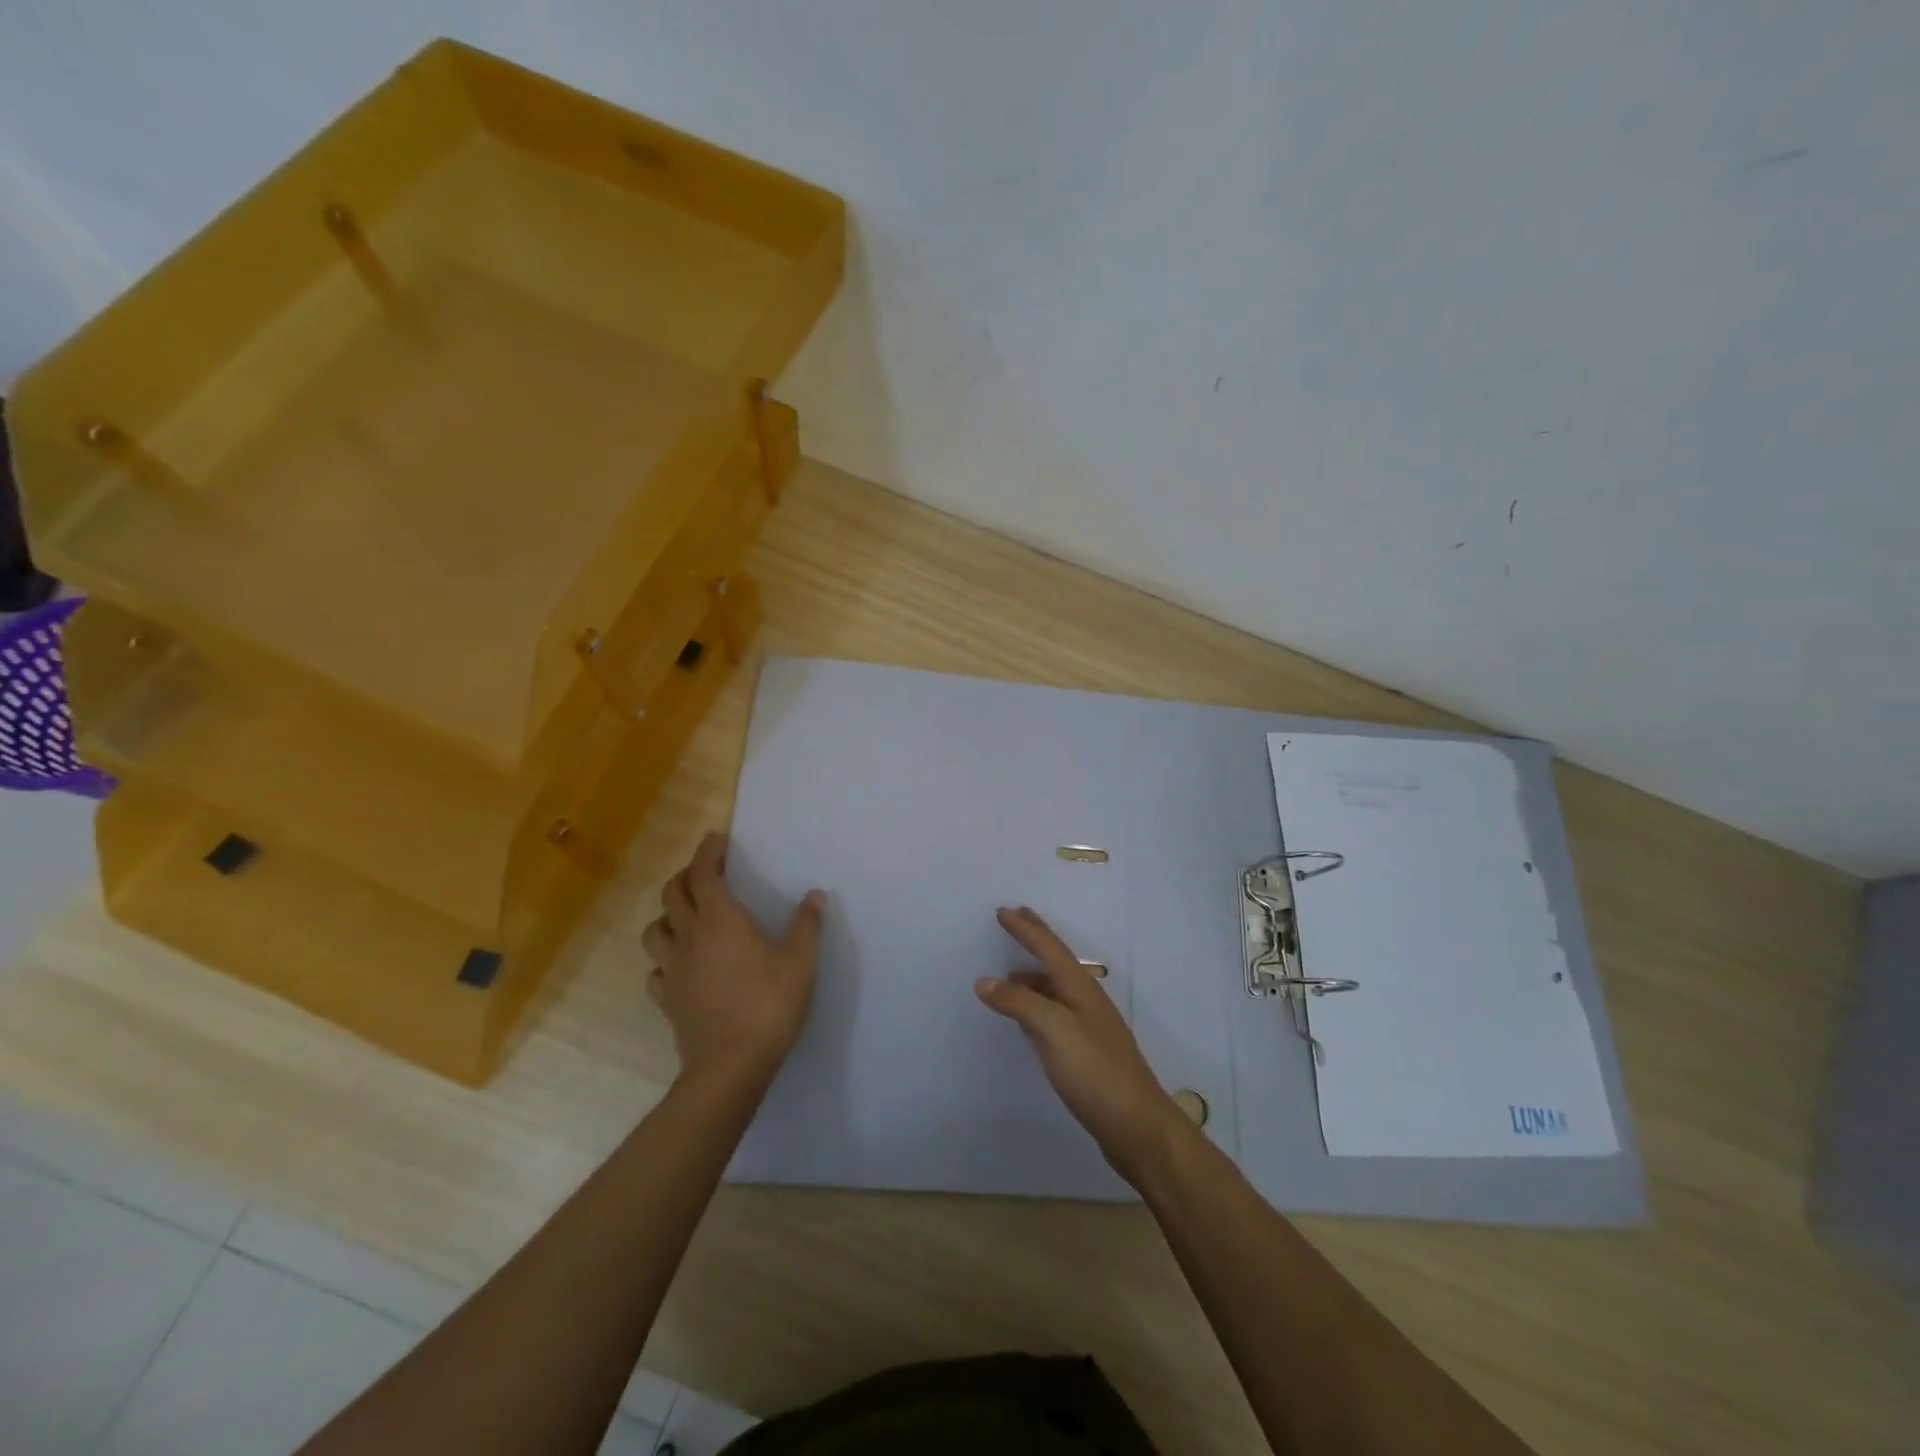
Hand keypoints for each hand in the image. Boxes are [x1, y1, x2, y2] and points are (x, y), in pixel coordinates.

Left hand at [642, 833, 825, 1085]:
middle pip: (672, 894)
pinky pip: (656, 969)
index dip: (707, 852)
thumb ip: (806, 925)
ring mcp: (673, 969)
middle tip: (705, 874)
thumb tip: (816, 895)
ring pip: (654, 929)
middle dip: (686, 876)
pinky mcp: (666, 999)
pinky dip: (665, 958)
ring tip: (687, 917)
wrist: (730, 1065)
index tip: (715, 840)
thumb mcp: (800, 962)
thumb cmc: (768, 1005)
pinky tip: (682, 965)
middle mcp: (689, 936)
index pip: (704, 873)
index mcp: (720, 919)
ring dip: (668, 915)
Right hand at [975, 906, 1190, 1187]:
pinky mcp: (1086, 1052)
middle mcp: (1086, 1000)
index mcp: (1080, 988)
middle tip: (1015, 919)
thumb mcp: (1052, 1030)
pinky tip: (1027, 1020)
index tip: (1003, 911)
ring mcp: (1089, 1027)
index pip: (1049, 948)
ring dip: (1033, 976)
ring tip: (1009, 974)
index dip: (1026, 929)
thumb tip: (984, 981)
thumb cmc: (1094, 1070)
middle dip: (1035, 940)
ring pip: (1055, 989)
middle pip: (1056, 962)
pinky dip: (1036, 1005)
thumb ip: (1018, 1003)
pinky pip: (1055, 1014)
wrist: (1136, 1124)